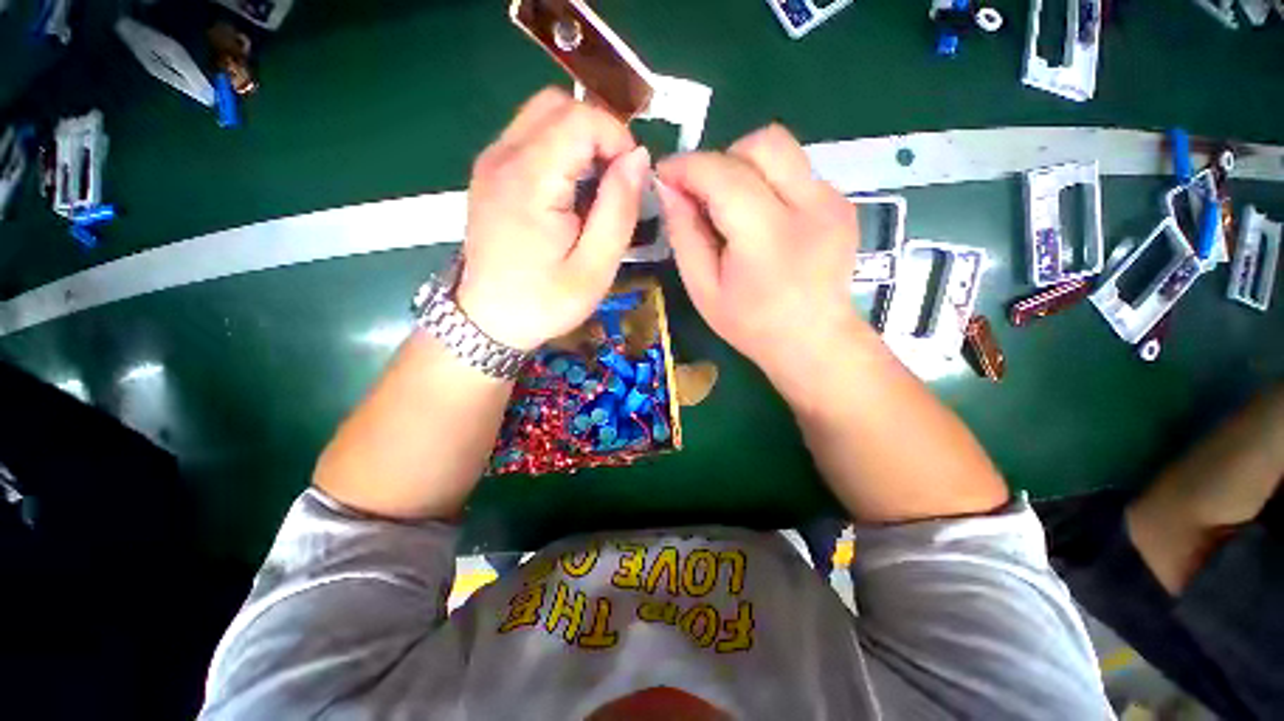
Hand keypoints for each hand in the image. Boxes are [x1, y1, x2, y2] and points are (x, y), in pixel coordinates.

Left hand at [458, 87, 650, 351]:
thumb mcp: (595, 269)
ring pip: (543, 116)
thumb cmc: (544, 302)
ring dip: (580, 141)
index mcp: (529, 181)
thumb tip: (638, 158)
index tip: (631, 180)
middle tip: (614, 182)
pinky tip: (569, 193)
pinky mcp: (489, 172)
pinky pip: (530, 137)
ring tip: (594, 190)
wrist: (488, 321)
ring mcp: (491, 161)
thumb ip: (619, 210)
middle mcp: (502, 157)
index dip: (617, 138)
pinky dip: (560, 151)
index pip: (580, 118)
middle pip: (559, 105)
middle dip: (599, 134)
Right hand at [655, 125, 869, 398]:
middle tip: (705, 196)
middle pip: (761, 143)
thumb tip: (669, 187)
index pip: (723, 174)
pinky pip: (797, 171)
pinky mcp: (843, 203)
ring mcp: (833, 201)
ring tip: (734, 211)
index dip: (687, 165)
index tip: (664, 175)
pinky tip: (764, 223)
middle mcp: (809, 206)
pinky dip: (769, 184)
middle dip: (722, 160)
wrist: (815, 341)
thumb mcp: (703, 289)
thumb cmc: (751, 324)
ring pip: (782, 151)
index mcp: (767, 237)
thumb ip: (684, 234)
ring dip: (746, 169)